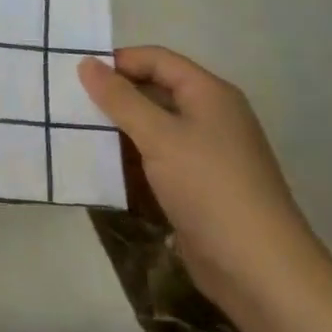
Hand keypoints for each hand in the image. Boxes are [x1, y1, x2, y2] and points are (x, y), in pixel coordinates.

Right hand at [79, 46, 321, 316]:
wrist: (261, 272)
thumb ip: (120, 99)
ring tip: (76, 134)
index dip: (118, 61)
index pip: (156, 59)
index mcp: (209, 93)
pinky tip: (101, 168)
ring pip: (153, 129)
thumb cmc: (210, 188)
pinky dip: (132, 161)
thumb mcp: (159, 137)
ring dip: (119, 131)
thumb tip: (86, 63)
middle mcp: (209, 117)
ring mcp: (205, 154)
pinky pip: (158, 161)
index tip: (78, 75)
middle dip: (115, 97)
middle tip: (70, 104)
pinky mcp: (198, 188)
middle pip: (154, 91)